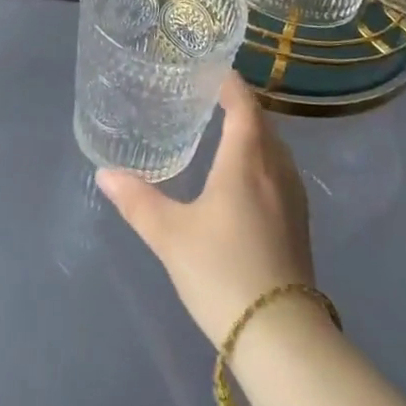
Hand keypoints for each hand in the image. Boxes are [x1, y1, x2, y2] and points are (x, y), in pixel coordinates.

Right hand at [97, 73, 314, 347]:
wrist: (281, 336)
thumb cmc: (221, 271)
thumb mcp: (170, 236)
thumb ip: (137, 201)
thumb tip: (105, 173)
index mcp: (246, 160)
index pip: (243, 105)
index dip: (229, 83)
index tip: (210, 69)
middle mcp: (275, 170)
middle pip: (262, 123)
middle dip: (239, 106)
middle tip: (208, 97)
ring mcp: (293, 198)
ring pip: (274, 149)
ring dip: (253, 133)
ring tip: (224, 132)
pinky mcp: (299, 224)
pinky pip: (280, 173)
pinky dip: (262, 159)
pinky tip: (244, 179)